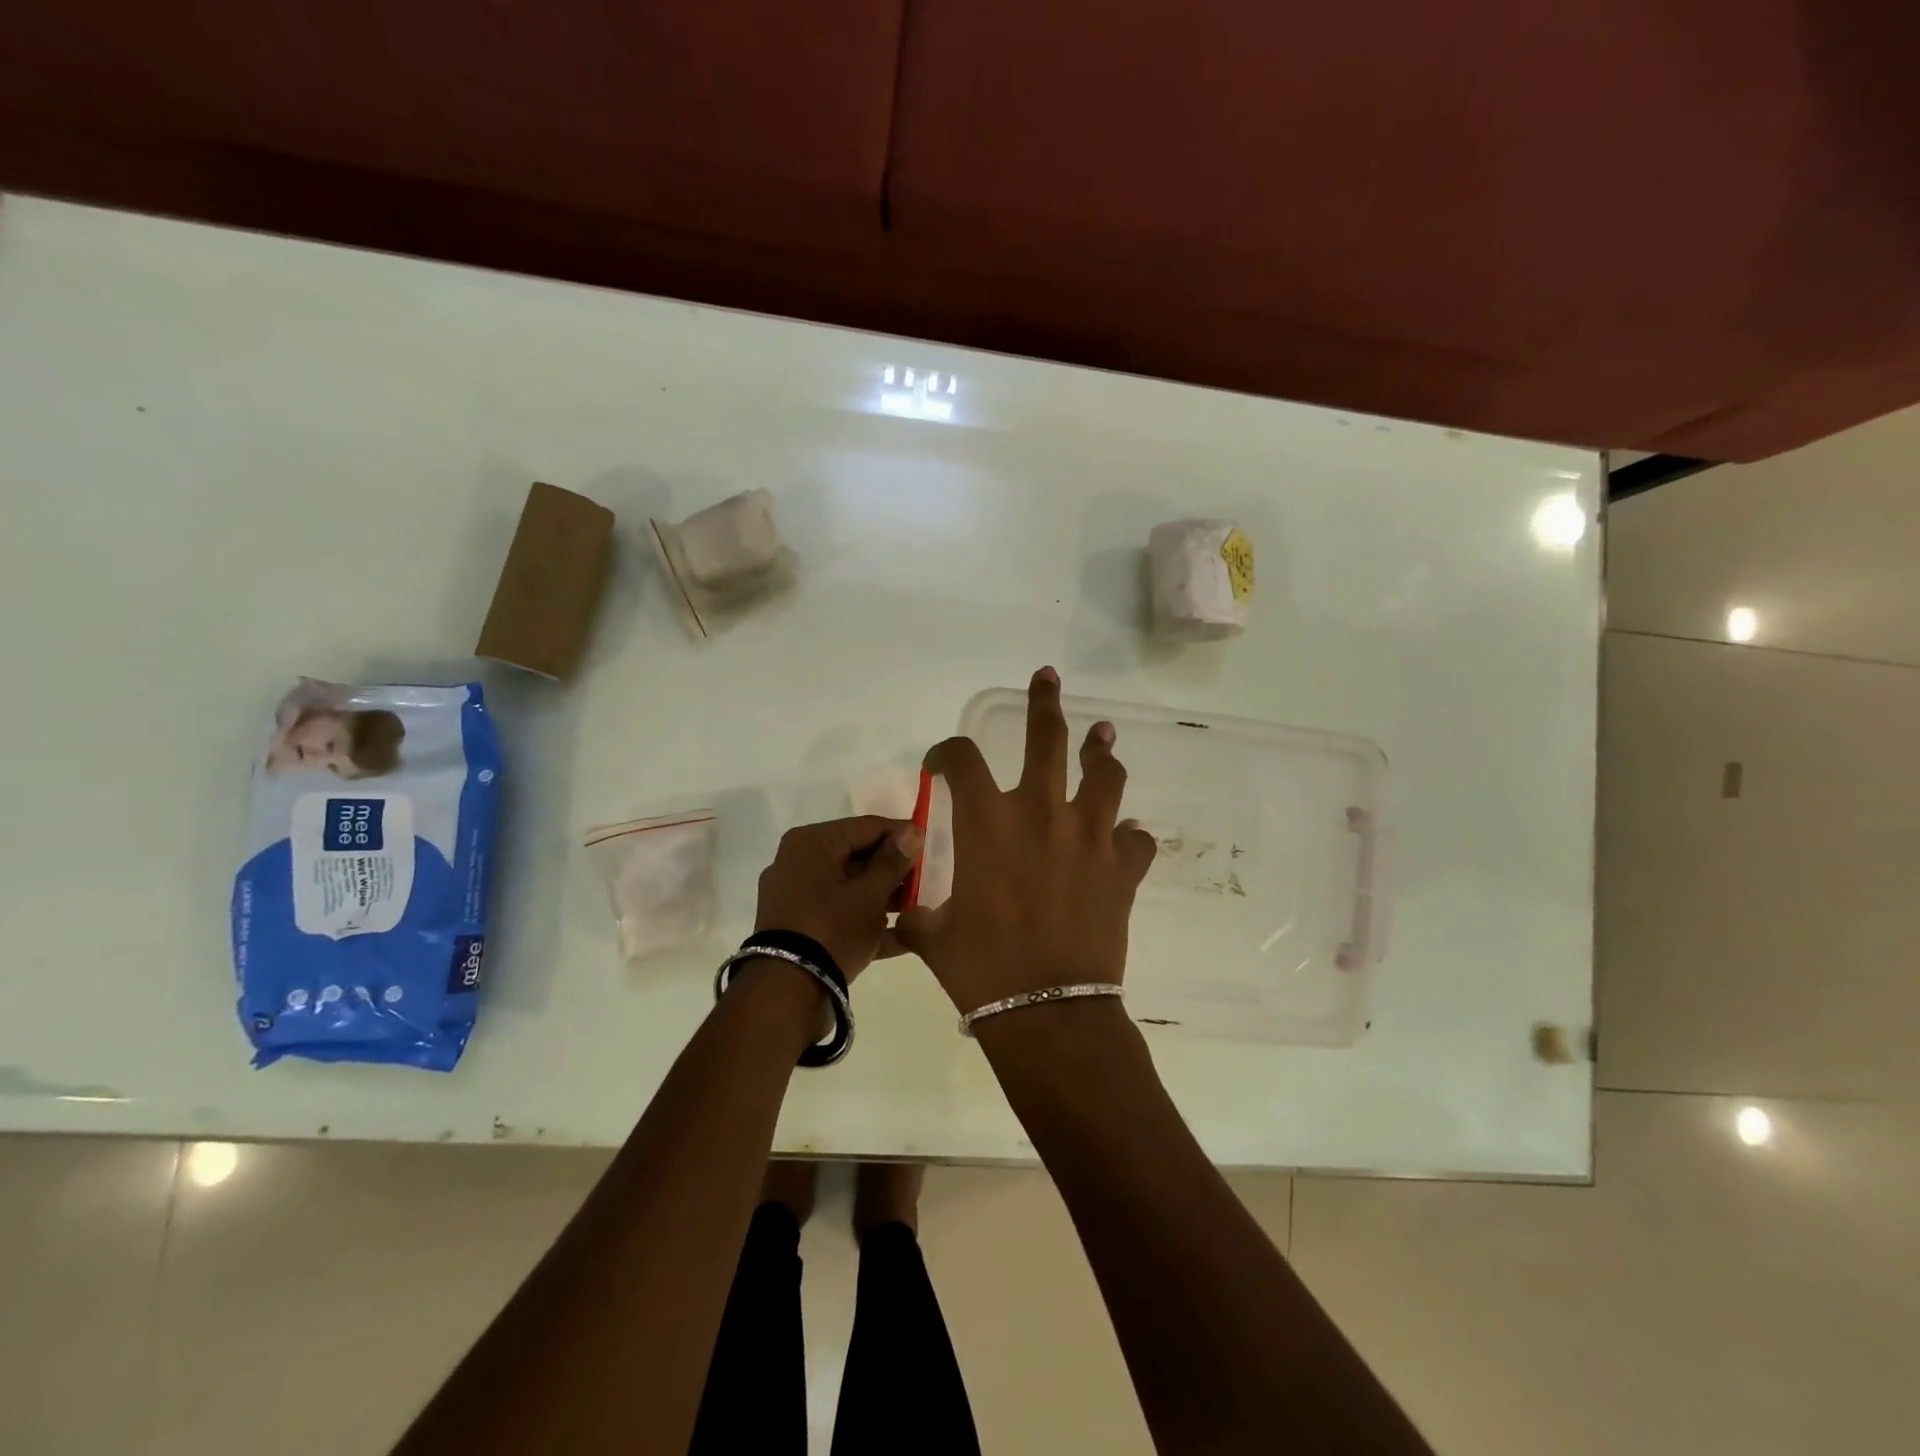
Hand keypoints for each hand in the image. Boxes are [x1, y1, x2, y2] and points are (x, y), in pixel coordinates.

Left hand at [754, 815, 922, 978]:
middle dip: (893, 869)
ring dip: (883, 897)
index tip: (931, 844)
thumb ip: (893, 862)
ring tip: (919, 907)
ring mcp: (796, 897)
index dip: (902, 834)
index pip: (866, 826)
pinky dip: (865, 921)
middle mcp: (798, 863)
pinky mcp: (799, 927)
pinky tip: (901, 936)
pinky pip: (839, 913)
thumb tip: (912, 831)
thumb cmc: (832, 930)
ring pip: (849, 887)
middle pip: (857, 856)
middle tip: (928, 880)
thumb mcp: (870, 895)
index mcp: (811, 843)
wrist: (787, 994)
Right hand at [896, 667, 1155, 1012]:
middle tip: (1048, 677)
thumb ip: (916, 911)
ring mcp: (1089, 837)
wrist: (1047, 1011)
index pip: (961, 760)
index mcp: (987, 823)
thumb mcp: (932, 934)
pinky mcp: (1122, 869)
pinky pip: (1136, 840)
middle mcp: (1040, 814)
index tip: (942, 762)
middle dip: (1045, 702)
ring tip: (1103, 737)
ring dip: (1102, 753)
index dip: (947, 753)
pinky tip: (1125, 836)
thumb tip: (900, 911)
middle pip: (1047, 739)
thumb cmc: (981, 969)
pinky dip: (1130, 835)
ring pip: (1104, 776)